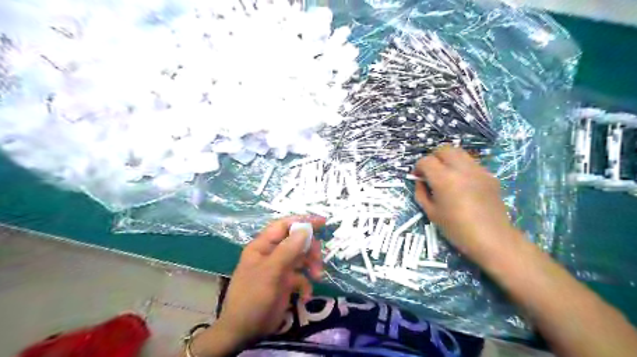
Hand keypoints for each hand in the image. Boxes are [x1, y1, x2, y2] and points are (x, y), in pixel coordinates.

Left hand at [187, 215, 324, 356]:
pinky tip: (305, 296)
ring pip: (301, 258)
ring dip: (312, 265)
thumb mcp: (270, 272)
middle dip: (310, 248)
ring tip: (316, 277)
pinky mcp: (285, 283)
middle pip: (296, 241)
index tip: (322, 222)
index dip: (302, 221)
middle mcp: (272, 254)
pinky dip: (306, 284)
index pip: (284, 225)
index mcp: (263, 246)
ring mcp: (279, 268)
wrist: (244, 331)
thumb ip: (287, 250)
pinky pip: (301, 277)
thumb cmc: (252, 297)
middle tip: (318, 259)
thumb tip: (305, 229)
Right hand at [416, 146, 525, 261]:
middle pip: (444, 149)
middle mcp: (461, 169)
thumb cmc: (457, 229)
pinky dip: (462, 167)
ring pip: (459, 153)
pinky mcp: (489, 175)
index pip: (426, 161)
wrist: (492, 238)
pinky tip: (463, 184)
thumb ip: (421, 193)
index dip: (418, 167)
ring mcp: (478, 170)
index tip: (418, 177)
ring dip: (449, 160)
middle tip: (431, 172)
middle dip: (434, 157)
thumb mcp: (431, 213)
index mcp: (444, 179)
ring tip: (447, 175)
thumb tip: (420, 181)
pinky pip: (471, 163)